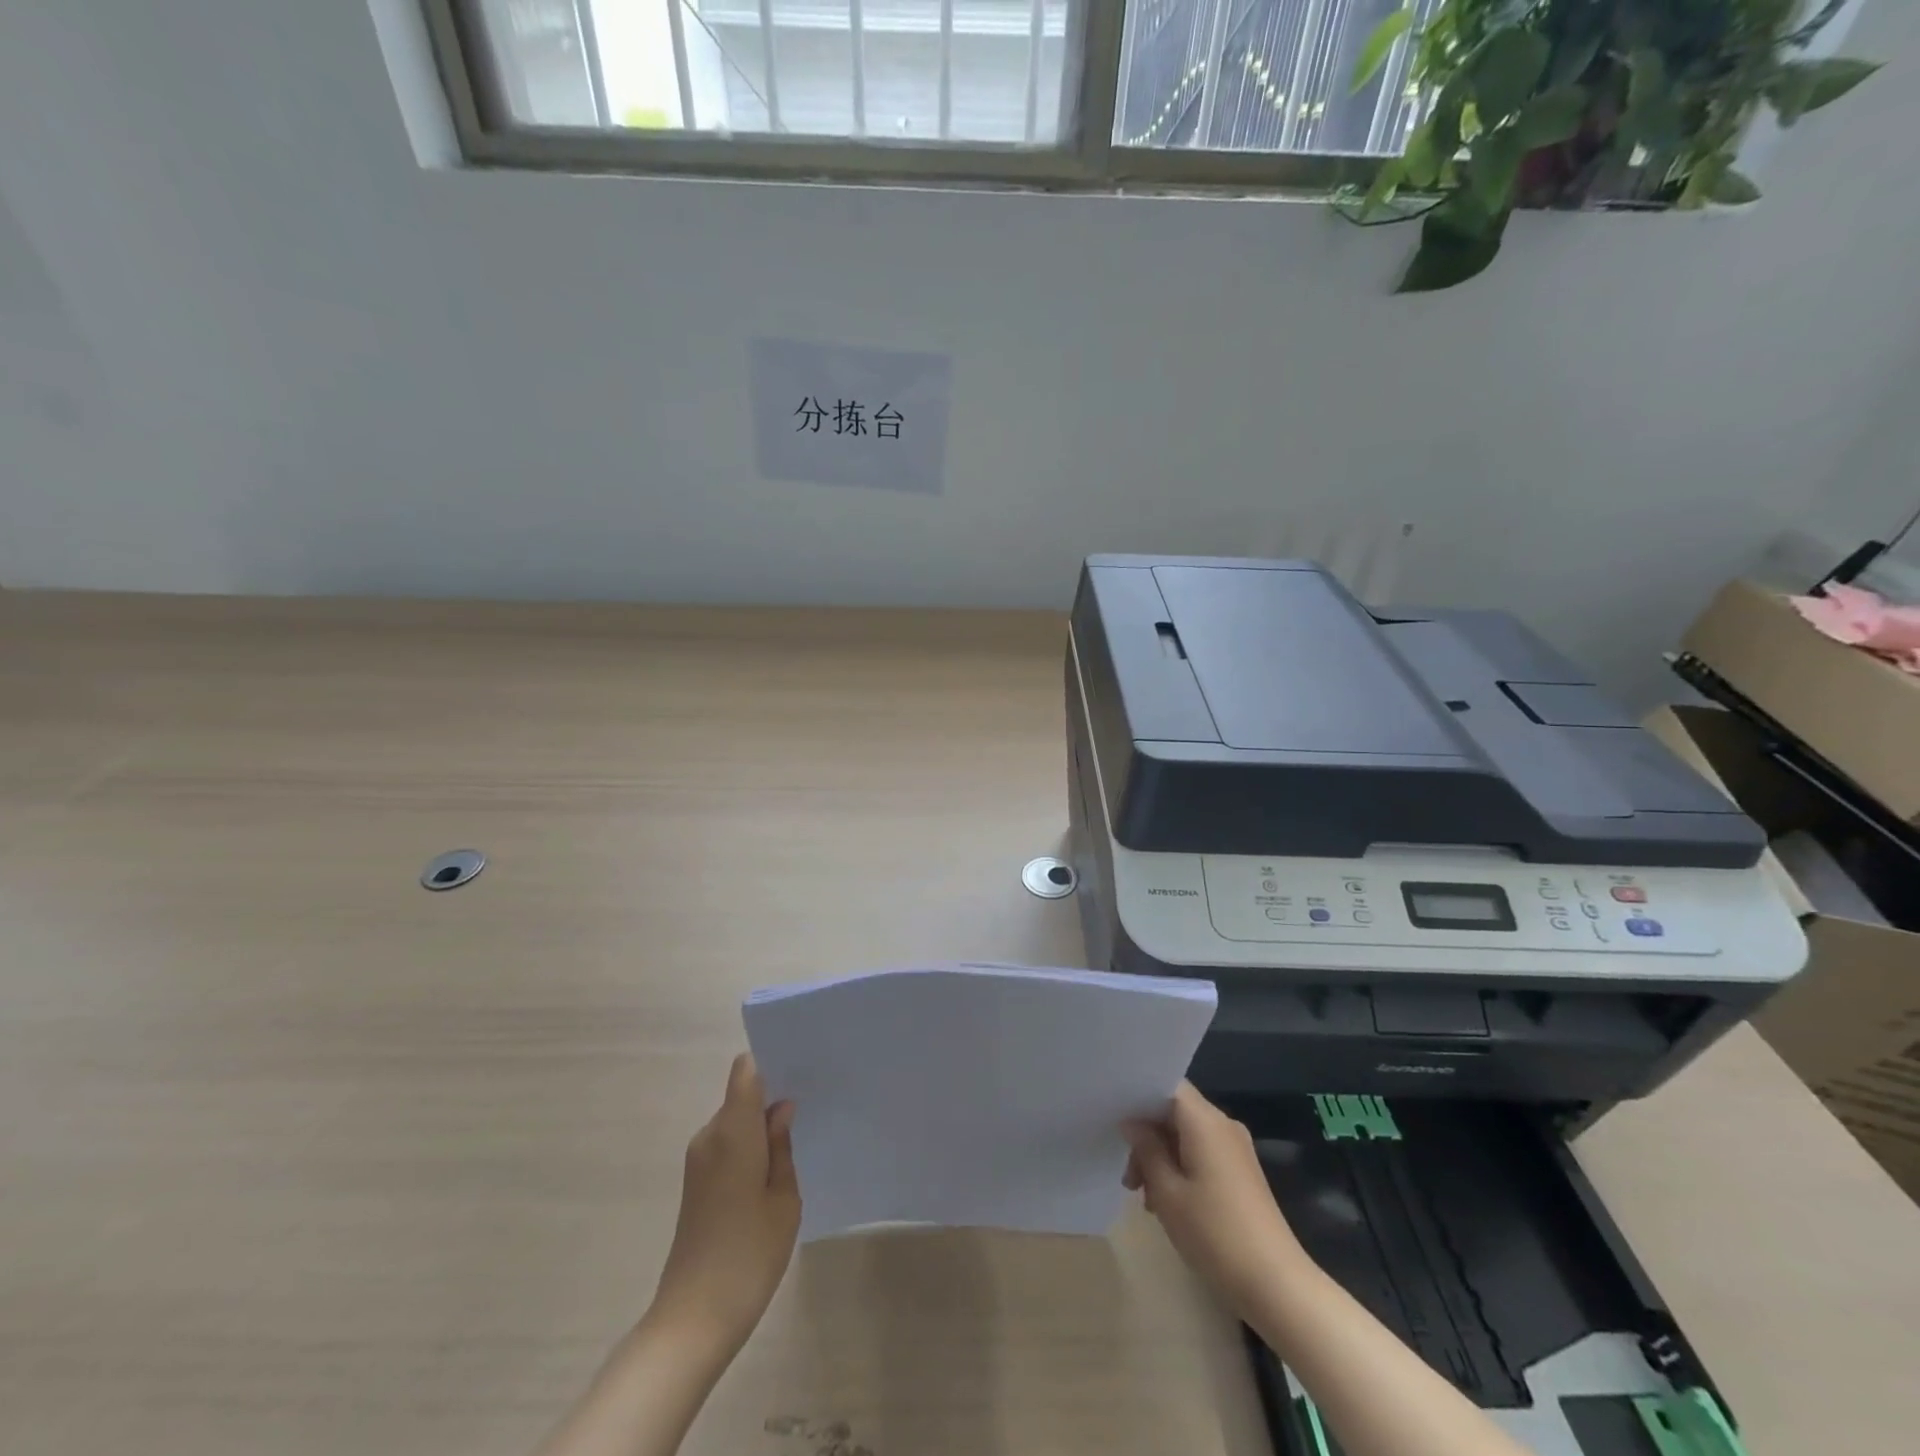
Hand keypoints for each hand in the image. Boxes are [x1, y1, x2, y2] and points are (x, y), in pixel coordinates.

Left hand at [649, 1054, 801, 1356]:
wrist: (693, 1320)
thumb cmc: (748, 1254)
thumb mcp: (783, 1198)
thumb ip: (783, 1146)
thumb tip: (781, 1108)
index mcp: (732, 1131)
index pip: (745, 1069)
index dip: (770, 1061)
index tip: (800, 1068)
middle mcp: (709, 1136)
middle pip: (741, 1095)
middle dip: (772, 1096)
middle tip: (812, 1105)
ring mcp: (699, 1161)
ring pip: (736, 1122)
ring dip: (762, 1126)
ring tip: (798, 1140)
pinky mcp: (696, 1183)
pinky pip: (728, 1145)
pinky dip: (750, 1147)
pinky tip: (774, 1171)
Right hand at [1123, 1082, 1308, 1317]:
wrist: (1277, 1285)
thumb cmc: (1215, 1233)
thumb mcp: (1167, 1192)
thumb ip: (1146, 1149)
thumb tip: (1133, 1124)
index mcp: (1205, 1120)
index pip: (1168, 1085)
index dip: (1139, 1096)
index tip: (1116, 1120)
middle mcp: (1223, 1125)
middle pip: (1175, 1112)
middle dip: (1147, 1138)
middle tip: (1129, 1179)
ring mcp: (1236, 1150)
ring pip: (1186, 1136)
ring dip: (1162, 1158)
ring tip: (1146, 1200)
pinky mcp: (1242, 1173)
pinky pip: (1202, 1154)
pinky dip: (1181, 1169)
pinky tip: (1169, 1205)